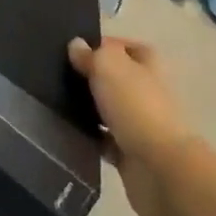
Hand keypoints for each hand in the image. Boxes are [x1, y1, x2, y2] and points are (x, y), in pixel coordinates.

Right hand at [68, 35, 195, 215]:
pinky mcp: (130, 153)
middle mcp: (146, 90)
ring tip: (56, 101)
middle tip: (58, 76)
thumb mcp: (107, 66)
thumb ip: (90, 54)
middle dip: (90, 77)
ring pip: (107, 109)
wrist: (159, 169)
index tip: (70, 51)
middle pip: (114, 78)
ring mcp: (139, 123)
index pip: (121, 47)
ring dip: (88, 108)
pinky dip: (90, 137)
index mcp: (148, 64)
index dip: (98, 46)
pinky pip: (104, 139)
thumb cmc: (135, 106)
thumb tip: (76, 45)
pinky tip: (69, 131)